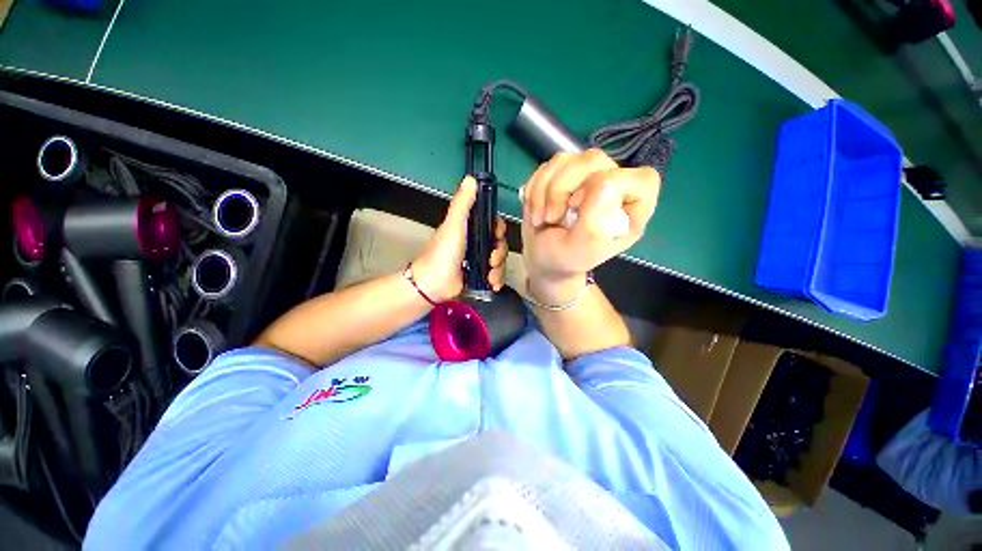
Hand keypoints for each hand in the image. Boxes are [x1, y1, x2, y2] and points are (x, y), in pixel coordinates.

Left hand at [411, 176, 507, 302]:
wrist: (434, 285)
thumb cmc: (442, 253)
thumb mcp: (453, 225)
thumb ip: (462, 204)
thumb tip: (471, 179)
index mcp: (470, 229)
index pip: (493, 224)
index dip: (498, 229)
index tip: (497, 235)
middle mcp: (476, 243)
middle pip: (500, 243)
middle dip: (499, 253)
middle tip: (491, 260)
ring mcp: (478, 261)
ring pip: (500, 261)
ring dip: (498, 269)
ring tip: (489, 276)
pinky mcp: (480, 276)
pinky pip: (496, 275)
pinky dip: (496, 280)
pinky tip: (491, 284)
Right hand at [520, 150, 659, 302]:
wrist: (542, 257)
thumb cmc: (566, 257)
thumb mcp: (584, 248)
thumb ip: (597, 222)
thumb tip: (603, 183)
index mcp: (631, 208)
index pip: (640, 178)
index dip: (608, 185)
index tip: (579, 208)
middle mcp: (613, 186)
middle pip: (592, 160)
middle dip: (560, 190)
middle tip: (551, 218)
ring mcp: (587, 176)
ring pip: (565, 160)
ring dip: (543, 192)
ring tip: (542, 218)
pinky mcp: (564, 174)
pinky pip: (546, 167)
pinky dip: (534, 190)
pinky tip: (536, 210)